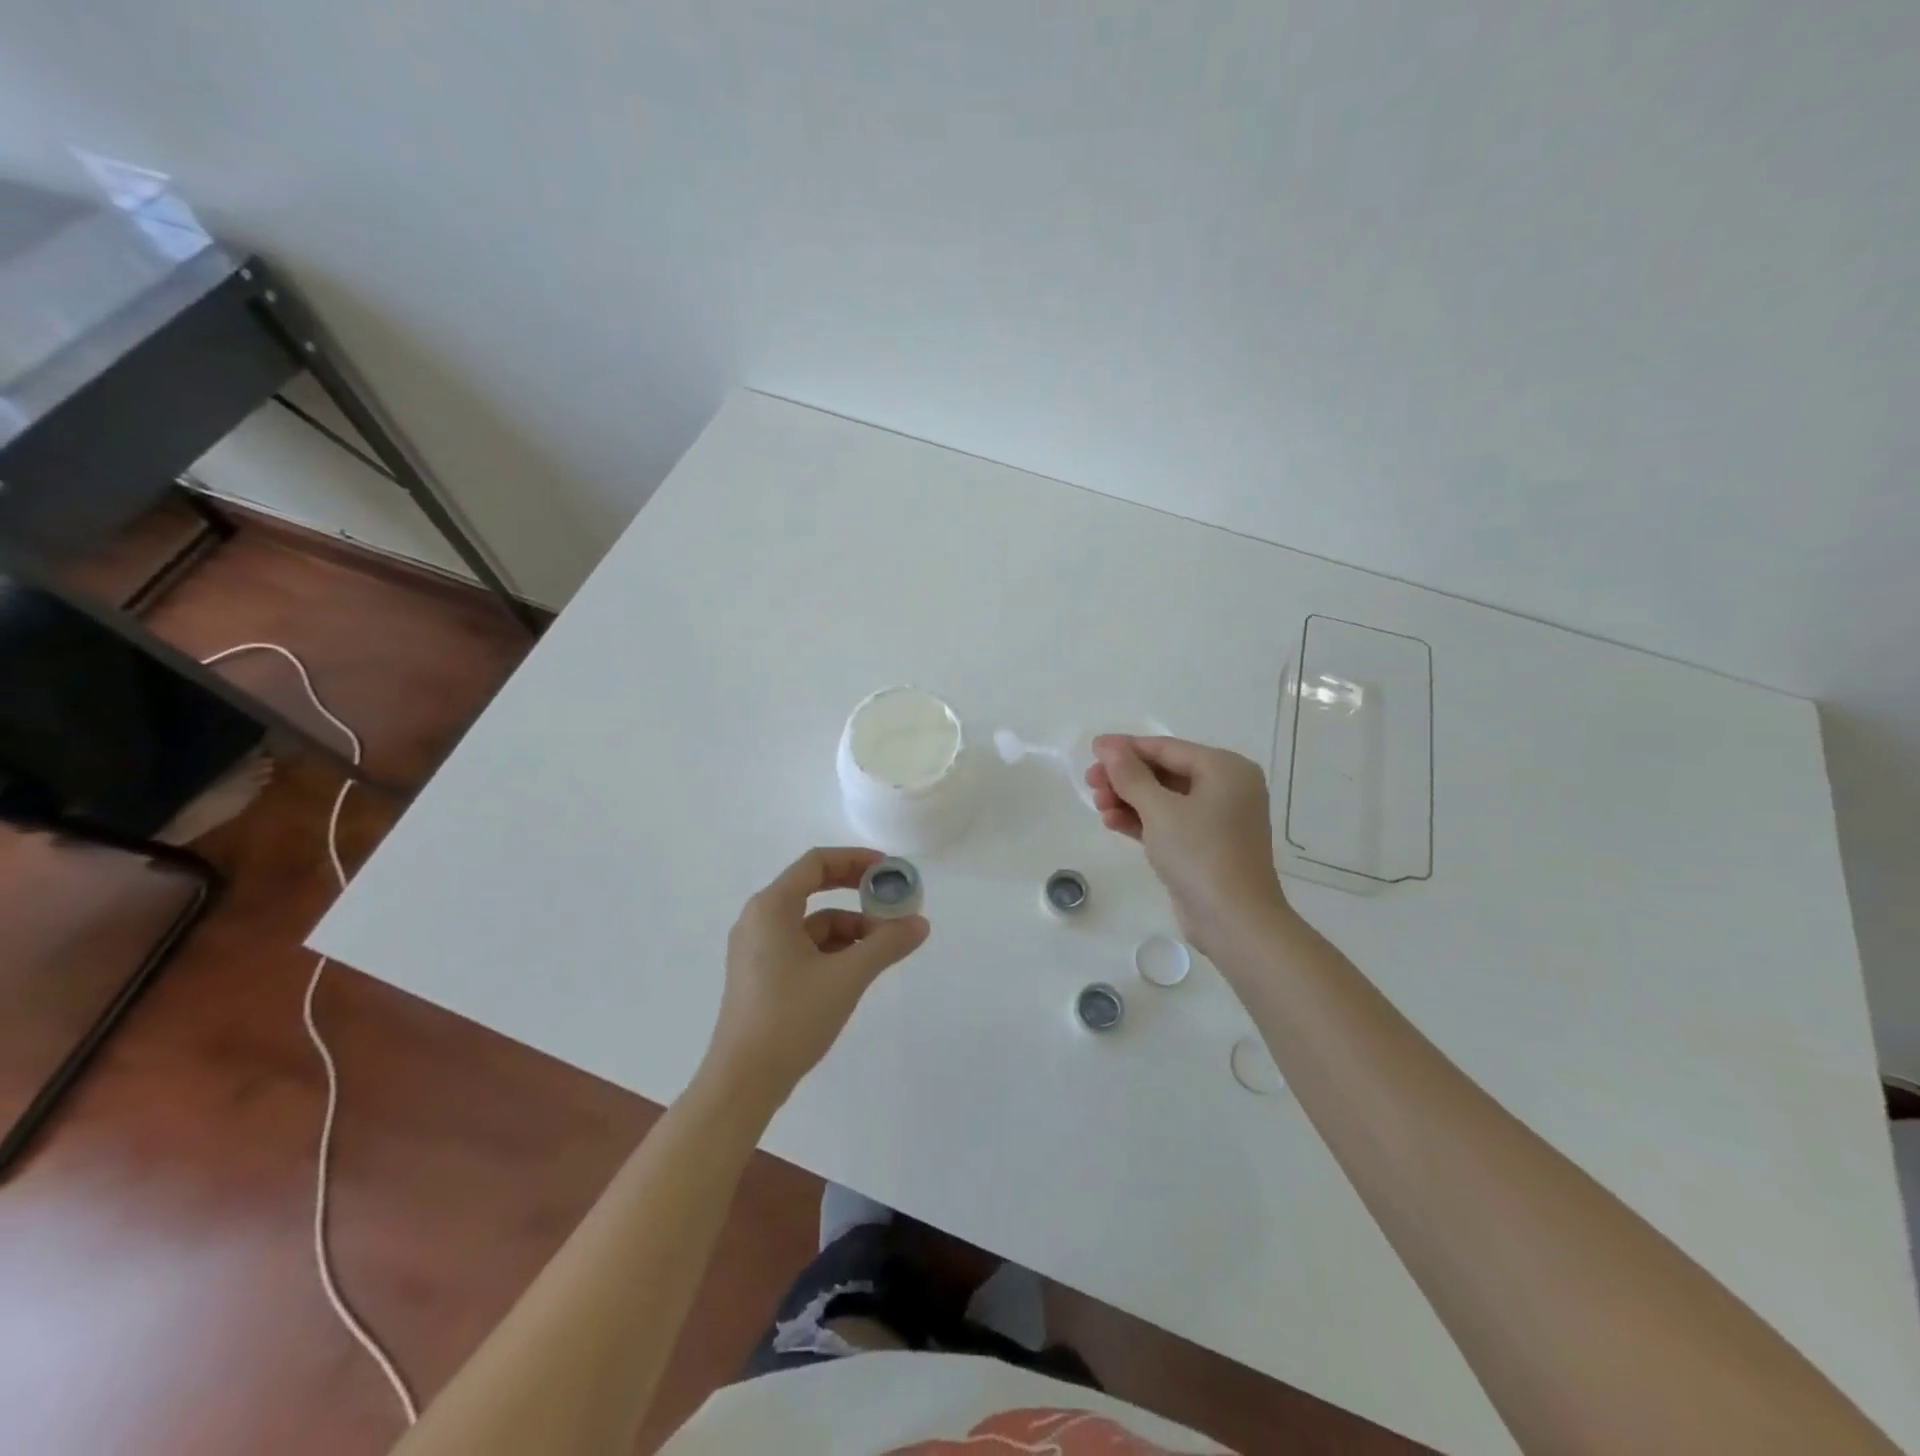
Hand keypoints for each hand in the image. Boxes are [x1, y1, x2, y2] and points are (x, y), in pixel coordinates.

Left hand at [705, 847, 929, 1105]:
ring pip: (811, 923)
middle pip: (813, 888)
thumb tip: (920, 923)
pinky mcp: (760, 974)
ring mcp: (757, 949)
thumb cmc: (791, 1018)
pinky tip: (858, 969)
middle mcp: (759, 919)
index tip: (889, 870)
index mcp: (771, 907)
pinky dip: (832, 949)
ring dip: (849, 927)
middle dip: (855, 893)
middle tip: (891, 901)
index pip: (816, 863)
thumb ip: (887, 944)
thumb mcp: (847, 977)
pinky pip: (802, 946)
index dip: (855, 859)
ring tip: (884, 947)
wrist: (743, 1082)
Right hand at [1086, 735, 1293, 958]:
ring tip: (1098, 806)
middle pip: (1165, 772)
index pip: (1167, 748)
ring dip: (1129, 800)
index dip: (1127, 748)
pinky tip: (1112, 822)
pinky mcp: (1205, 846)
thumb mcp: (1159, 809)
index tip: (1091, 750)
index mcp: (1225, 769)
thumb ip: (1130, 774)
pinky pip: (1168, 822)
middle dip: (1125, 778)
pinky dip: (1142, 821)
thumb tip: (1107, 745)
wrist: (1234, 921)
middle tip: (1090, 783)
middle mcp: (1226, 788)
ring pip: (1164, 799)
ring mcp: (1217, 820)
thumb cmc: (1200, 854)